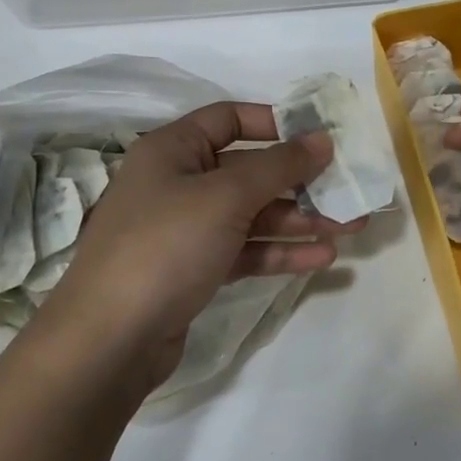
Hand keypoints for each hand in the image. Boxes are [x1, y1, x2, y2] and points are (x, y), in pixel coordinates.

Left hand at [42, 103, 362, 388]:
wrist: (109, 340)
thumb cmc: (165, 246)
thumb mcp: (226, 197)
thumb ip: (279, 166)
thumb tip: (322, 138)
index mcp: (172, 150)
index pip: (228, 119)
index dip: (274, 123)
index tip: (317, 137)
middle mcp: (177, 183)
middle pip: (248, 172)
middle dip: (300, 182)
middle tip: (349, 190)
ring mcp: (185, 230)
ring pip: (252, 215)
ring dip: (299, 220)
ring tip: (350, 228)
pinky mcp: (194, 270)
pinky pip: (245, 250)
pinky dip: (279, 252)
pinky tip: (321, 258)